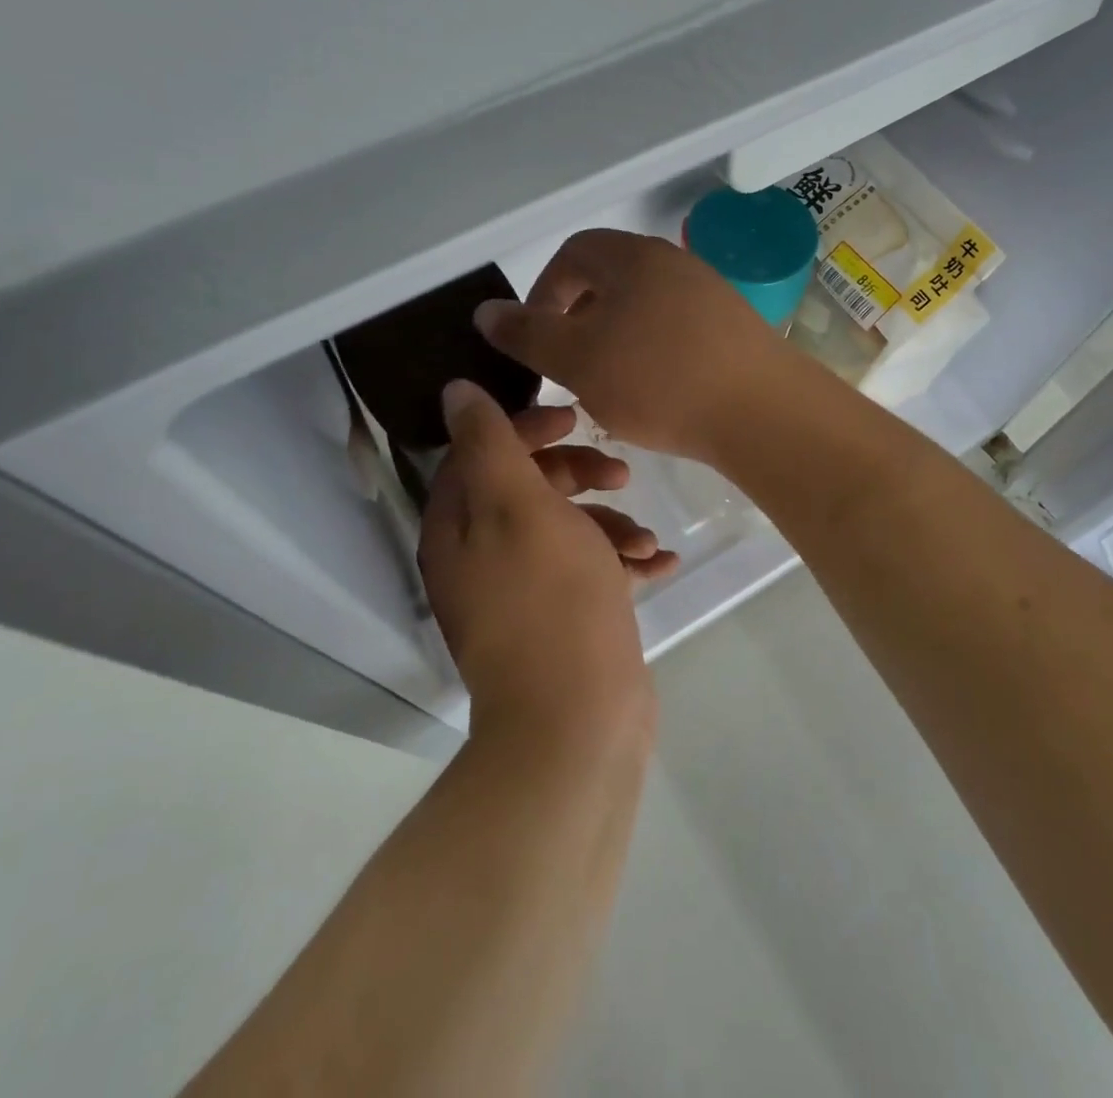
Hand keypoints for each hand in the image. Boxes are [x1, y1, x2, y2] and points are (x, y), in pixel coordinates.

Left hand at [420, 380, 660, 743]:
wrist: (577, 722)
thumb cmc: (550, 599)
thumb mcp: (519, 505)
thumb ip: (489, 443)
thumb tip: (453, 391)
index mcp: (458, 527)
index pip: (481, 451)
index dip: (527, 426)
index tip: (575, 418)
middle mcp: (480, 557)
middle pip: (527, 488)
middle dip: (577, 474)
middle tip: (621, 473)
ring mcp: (521, 593)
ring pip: (565, 530)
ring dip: (609, 523)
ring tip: (645, 540)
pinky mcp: (560, 621)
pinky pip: (589, 572)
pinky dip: (620, 562)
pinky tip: (659, 564)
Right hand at [473, 228, 792, 461]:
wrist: (763, 412)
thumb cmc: (658, 380)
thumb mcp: (577, 359)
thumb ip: (527, 334)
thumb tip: (486, 311)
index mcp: (633, 257)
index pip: (572, 254)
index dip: (542, 293)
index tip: (536, 340)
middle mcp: (674, 263)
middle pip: (610, 279)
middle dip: (579, 318)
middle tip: (568, 365)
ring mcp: (711, 294)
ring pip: (644, 307)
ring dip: (616, 339)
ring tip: (608, 384)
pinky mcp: (735, 328)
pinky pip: (678, 330)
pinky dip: (653, 353)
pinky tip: (656, 392)